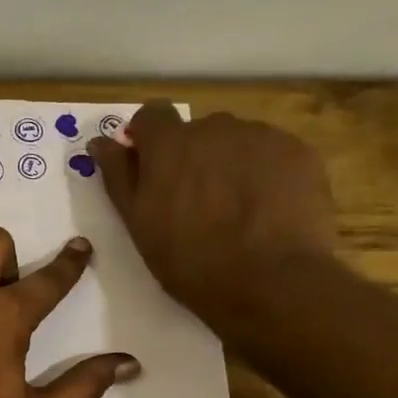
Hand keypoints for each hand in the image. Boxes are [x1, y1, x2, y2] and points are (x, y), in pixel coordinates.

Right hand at [90, 104, 336, 327]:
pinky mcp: (298, 152)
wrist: (269, 281)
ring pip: (236, 141)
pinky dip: (264, 173)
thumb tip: (99, 142)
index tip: (150, 166)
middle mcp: (214, 127)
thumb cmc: (189, 260)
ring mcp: (261, 136)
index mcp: (169, 145)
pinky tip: (266, 210)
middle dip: (192, 157)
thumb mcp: (139, 224)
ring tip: (236, 209)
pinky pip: (272, 153)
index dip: (148, 139)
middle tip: (196, 202)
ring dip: (229, 164)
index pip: (151, 115)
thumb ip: (118, 176)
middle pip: (196, 132)